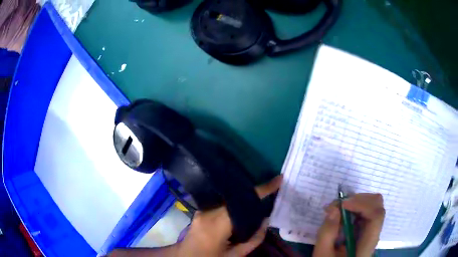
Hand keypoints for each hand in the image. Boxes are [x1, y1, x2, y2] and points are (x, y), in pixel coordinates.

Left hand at [177, 175, 282, 256]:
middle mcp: (208, 212)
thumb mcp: (235, 255)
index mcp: (217, 224)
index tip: (278, 179)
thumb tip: (266, 220)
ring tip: (259, 199)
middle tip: (271, 192)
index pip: (243, 202)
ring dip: (244, 199)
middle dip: (253, 194)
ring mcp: (202, 210)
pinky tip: (242, 207)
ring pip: (228, 199)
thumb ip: (254, 239)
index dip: (262, 190)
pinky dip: (234, 204)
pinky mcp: (200, 211)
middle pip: (236, 198)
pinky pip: (221, 203)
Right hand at [313, 193, 384, 256]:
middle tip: (338, 205)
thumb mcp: (323, 254)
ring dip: (356, 202)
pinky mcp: (367, 229)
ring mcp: (372, 230)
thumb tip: (333, 209)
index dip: (362, 204)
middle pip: (377, 205)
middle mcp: (374, 234)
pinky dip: (355, 207)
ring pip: (373, 205)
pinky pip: (366, 210)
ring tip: (337, 209)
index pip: (376, 215)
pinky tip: (342, 214)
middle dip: (358, 200)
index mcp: (367, 244)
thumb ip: (327, 234)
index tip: (342, 204)